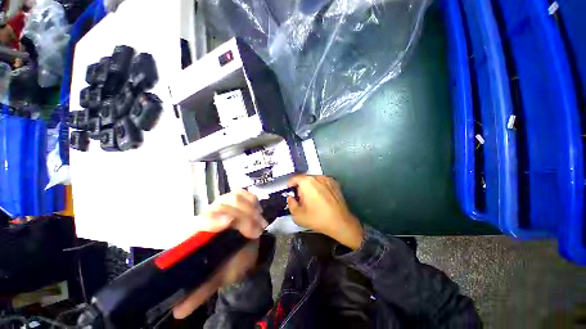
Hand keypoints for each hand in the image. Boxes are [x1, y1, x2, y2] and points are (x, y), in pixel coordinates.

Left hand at [172, 190, 266, 318]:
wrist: (242, 252)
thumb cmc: (227, 265)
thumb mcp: (215, 279)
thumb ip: (199, 291)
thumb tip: (178, 311)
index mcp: (197, 234)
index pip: (199, 221)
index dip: (212, 220)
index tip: (228, 223)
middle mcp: (208, 215)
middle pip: (222, 206)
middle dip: (243, 218)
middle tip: (258, 231)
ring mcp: (222, 205)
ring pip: (233, 198)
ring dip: (250, 209)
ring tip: (260, 223)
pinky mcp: (234, 200)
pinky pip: (242, 193)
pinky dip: (251, 199)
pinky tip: (256, 208)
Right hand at [288, 175, 362, 249]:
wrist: (340, 222)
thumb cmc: (318, 218)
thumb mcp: (298, 215)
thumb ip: (290, 204)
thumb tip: (291, 198)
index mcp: (307, 182)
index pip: (295, 178)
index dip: (290, 185)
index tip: (290, 191)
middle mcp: (318, 177)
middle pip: (305, 179)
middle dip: (301, 187)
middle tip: (301, 199)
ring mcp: (328, 179)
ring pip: (314, 180)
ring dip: (310, 187)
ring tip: (312, 199)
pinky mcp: (335, 183)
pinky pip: (323, 182)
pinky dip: (319, 187)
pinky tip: (322, 198)